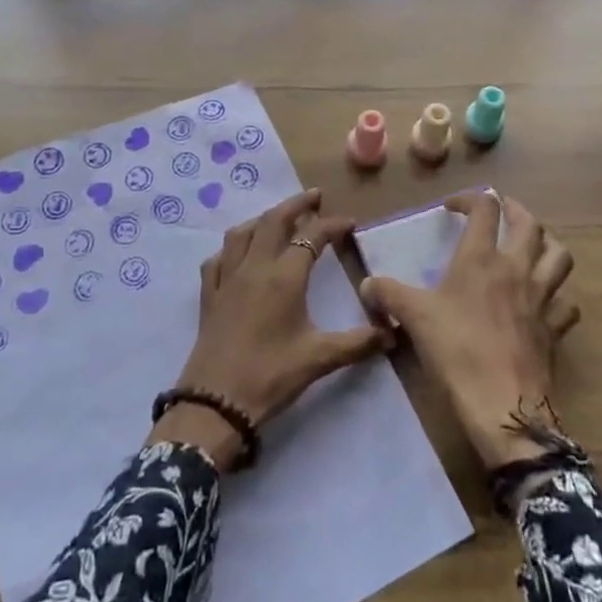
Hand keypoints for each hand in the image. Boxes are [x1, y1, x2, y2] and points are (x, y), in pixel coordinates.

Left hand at [149, 189, 391, 468]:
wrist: (216, 404)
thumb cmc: (270, 375)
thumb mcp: (319, 359)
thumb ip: (358, 343)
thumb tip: (392, 333)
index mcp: (284, 276)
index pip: (312, 237)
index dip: (332, 225)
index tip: (350, 223)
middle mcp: (254, 267)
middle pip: (274, 221)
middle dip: (296, 205)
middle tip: (315, 197)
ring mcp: (227, 279)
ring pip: (242, 233)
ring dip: (263, 219)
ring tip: (278, 219)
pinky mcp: (208, 296)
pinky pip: (217, 259)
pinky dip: (232, 248)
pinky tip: (238, 254)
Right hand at [360, 191, 578, 468]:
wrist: (503, 405)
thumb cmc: (456, 351)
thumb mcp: (413, 318)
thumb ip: (388, 294)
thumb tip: (366, 284)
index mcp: (481, 258)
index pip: (485, 209)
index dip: (470, 199)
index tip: (453, 207)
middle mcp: (516, 269)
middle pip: (530, 224)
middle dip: (516, 210)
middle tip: (502, 211)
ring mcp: (541, 298)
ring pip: (560, 256)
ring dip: (548, 244)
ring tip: (533, 245)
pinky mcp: (554, 329)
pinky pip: (566, 304)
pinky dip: (559, 297)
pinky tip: (547, 302)